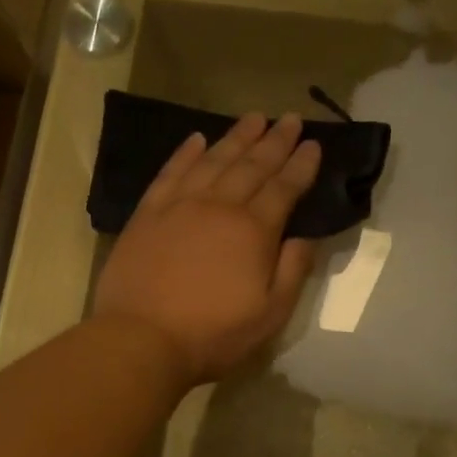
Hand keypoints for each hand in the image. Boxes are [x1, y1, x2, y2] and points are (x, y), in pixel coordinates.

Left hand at [93, 113, 321, 387]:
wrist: (142, 338)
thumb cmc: (213, 334)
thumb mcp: (270, 314)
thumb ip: (293, 271)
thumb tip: (305, 236)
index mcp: (253, 231)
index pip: (284, 188)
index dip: (301, 165)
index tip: (314, 145)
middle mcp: (218, 206)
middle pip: (252, 165)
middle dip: (275, 141)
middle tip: (291, 119)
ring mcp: (179, 206)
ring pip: (213, 160)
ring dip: (236, 137)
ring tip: (254, 117)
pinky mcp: (147, 214)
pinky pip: (170, 172)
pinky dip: (185, 153)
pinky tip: (196, 139)